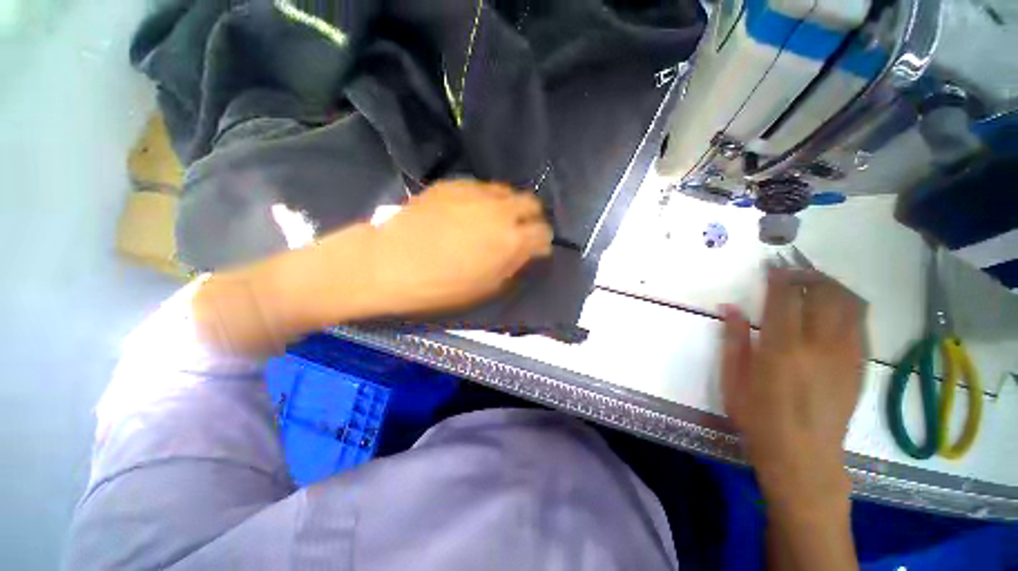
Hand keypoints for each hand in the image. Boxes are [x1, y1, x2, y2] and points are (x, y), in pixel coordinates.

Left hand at [367, 179, 552, 315]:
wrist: (390, 264)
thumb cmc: (441, 287)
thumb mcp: (486, 288)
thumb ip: (513, 267)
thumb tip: (526, 254)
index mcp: (511, 240)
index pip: (544, 233)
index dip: (543, 243)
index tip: (535, 250)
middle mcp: (500, 210)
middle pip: (532, 203)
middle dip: (532, 218)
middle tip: (519, 231)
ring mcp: (476, 192)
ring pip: (507, 191)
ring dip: (509, 206)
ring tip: (495, 219)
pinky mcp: (454, 184)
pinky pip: (481, 187)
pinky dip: (485, 199)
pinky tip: (470, 211)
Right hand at [721, 268, 866, 511]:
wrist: (804, 457)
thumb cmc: (759, 418)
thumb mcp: (733, 380)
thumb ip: (733, 339)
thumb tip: (730, 308)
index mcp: (782, 348)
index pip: (786, 297)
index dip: (779, 276)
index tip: (772, 265)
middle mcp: (820, 345)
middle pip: (824, 293)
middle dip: (808, 274)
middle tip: (793, 269)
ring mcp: (846, 354)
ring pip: (849, 303)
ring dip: (832, 285)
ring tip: (815, 281)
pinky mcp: (859, 365)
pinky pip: (860, 323)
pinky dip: (848, 305)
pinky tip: (834, 307)